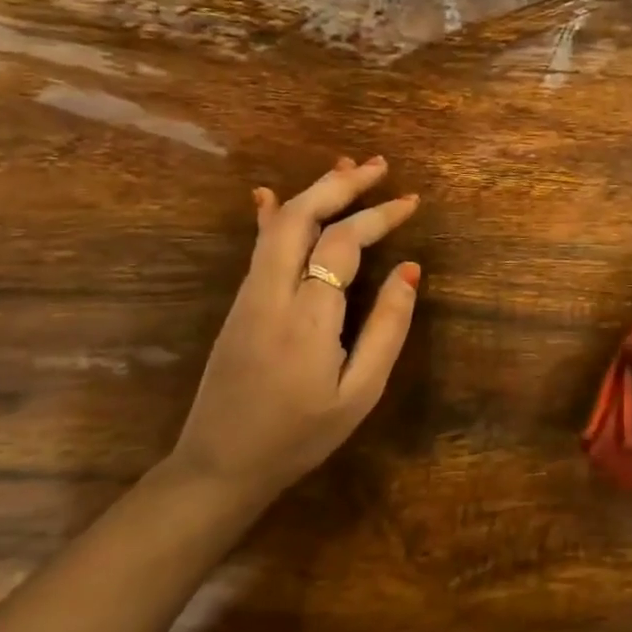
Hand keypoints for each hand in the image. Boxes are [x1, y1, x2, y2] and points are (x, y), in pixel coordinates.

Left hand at [168, 156, 421, 515]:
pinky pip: (260, 246)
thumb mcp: (359, 393)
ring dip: (315, 191)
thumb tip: (410, 270)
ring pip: (278, 225)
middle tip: (380, 165)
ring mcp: (248, 295)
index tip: (412, 202)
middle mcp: (271, 293)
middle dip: (342, 184)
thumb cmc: (300, 435)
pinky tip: (272, 195)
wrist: (220, 465)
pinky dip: (275, 214)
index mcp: (306, 317)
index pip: (342, 244)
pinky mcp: (239, 303)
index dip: (379, 216)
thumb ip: (387, 329)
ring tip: (348, 169)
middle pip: (302, 217)